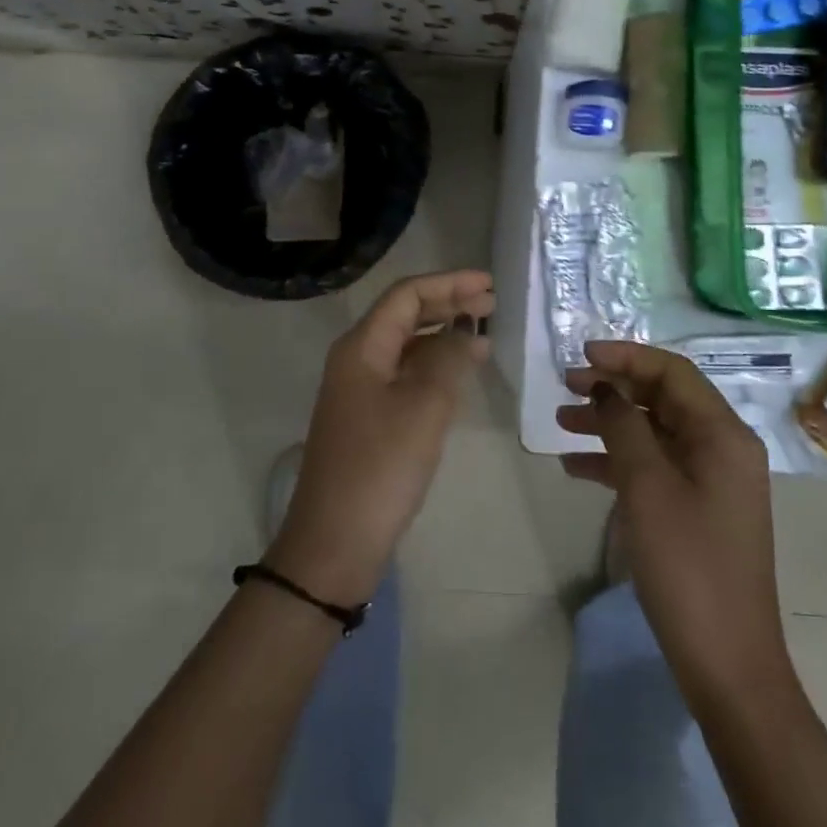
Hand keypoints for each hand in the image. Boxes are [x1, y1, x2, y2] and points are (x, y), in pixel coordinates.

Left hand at [268, 269, 495, 603]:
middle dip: (448, 303)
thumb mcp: (424, 408)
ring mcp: (360, 390)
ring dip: (444, 334)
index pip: (407, 295)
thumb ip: (449, 360)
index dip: (448, 283)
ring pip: (407, 345)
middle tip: (492, 303)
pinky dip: (435, 365)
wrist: (334, 543)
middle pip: (405, 315)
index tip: (488, 284)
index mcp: (362, 347)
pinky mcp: (369, 418)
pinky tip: (461, 372)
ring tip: (484, 333)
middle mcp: (357, 359)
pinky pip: (406, 374)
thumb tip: (465, 331)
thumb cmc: (380, 468)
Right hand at [558, 341, 787, 699]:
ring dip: (609, 423)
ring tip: (561, 422)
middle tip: (566, 386)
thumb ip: (624, 426)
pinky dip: (617, 461)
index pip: (673, 372)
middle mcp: (722, 448)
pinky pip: (654, 467)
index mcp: (723, 434)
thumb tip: (607, 389)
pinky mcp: (697, 509)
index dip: (627, 357)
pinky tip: (575, 466)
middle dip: (614, 387)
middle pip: (663, 398)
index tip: (583, 356)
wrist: (727, 664)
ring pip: (654, 432)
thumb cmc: (688, 566)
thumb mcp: (648, 487)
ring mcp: (711, 480)